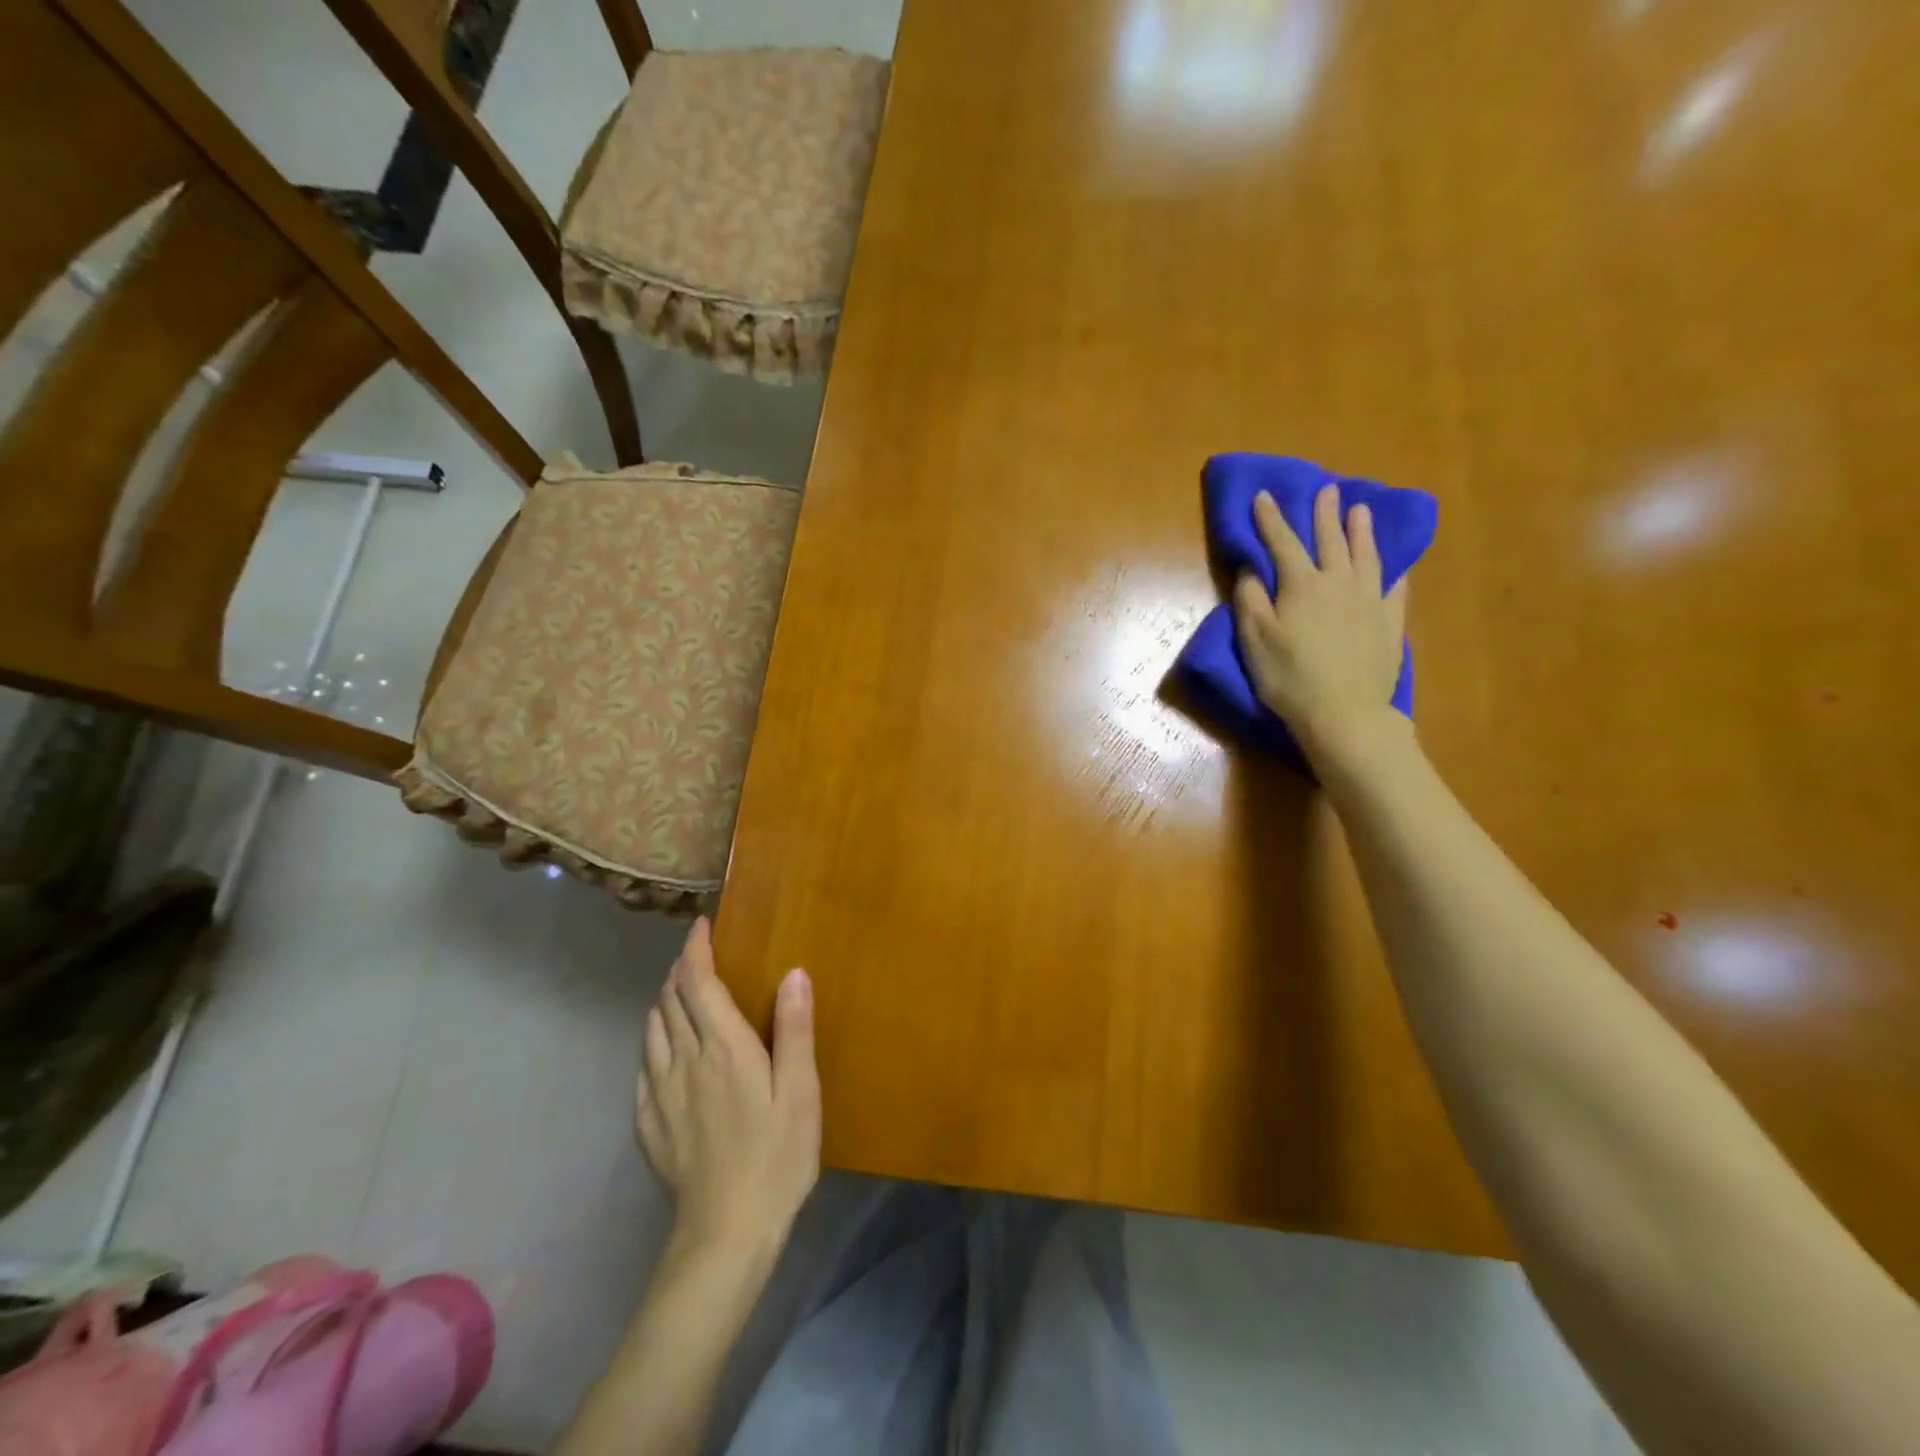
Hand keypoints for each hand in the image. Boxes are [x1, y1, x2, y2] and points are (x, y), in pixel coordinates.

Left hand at [637, 919, 819, 1259]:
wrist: (725, 1234)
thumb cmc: (776, 1156)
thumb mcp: (800, 1092)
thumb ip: (794, 1029)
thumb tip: (793, 972)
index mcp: (723, 1047)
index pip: (697, 982)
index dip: (695, 949)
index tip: (701, 926)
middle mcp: (684, 1061)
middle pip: (670, 1000)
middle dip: (681, 971)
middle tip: (699, 958)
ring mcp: (660, 1094)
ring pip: (652, 1030)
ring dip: (665, 1003)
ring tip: (683, 997)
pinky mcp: (649, 1124)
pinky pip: (644, 1067)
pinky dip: (654, 1043)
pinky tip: (667, 1054)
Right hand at [1232, 485, 1410, 761]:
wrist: (1344, 712)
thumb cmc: (1289, 677)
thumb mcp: (1255, 640)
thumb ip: (1251, 600)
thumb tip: (1251, 570)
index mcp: (1301, 585)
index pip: (1283, 543)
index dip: (1271, 518)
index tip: (1264, 495)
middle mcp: (1339, 583)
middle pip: (1331, 541)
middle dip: (1325, 514)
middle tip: (1327, 490)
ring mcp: (1369, 601)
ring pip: (1366, 556)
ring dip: (1362, 531)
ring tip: (1361, 511)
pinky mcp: (1389, 623)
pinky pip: (1394, 589)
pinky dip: (1392, 573)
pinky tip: (1395, 567)